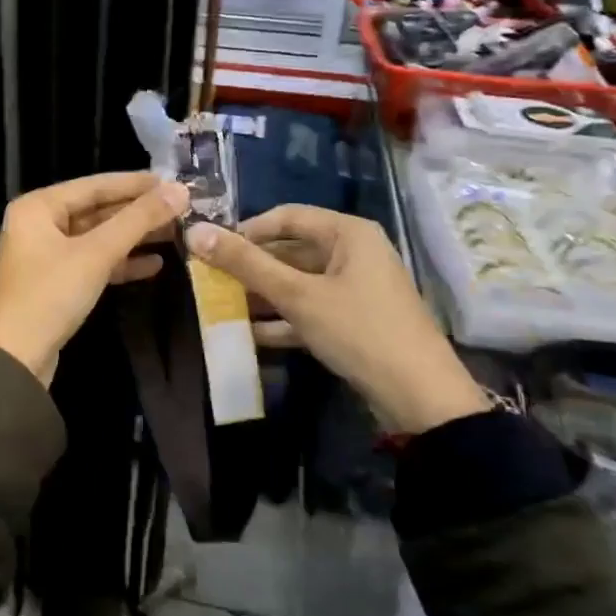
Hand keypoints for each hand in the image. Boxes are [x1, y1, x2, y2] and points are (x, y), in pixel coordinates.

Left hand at [0, 172, 190, 385]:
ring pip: (97, 238)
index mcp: (38, 207)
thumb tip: (180, 190)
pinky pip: (92, 263)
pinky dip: (120, 263)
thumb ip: (138, 220)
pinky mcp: (56, 284)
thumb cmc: (51, 294)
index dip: (135, 184)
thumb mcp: (97, 253)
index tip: (173, 181)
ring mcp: (46, 256)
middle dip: (137, 212)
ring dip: (133, 238)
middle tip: (180, 209)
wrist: (15, 359)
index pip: (94, 185)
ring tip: (175, 234)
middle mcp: (38, 225)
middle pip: (96, 210)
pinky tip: (155, 265)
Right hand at [187, 205, 485, 434]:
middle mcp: (354, 253)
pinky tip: (249, 335)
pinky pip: (310, 309)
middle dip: (251, 268)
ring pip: (298, 282)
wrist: (420, 398)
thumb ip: (246, 264)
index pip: (286, 217)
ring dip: (263, 296)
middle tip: (212, 282)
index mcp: (348, 234)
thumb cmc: (359, 331)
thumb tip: (195, 232)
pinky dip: (283, 319)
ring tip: (223, 308)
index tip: (212, 250)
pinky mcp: (355, 321)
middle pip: (291, 251)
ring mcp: (356, 289)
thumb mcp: (297, 296)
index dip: (246, 230)